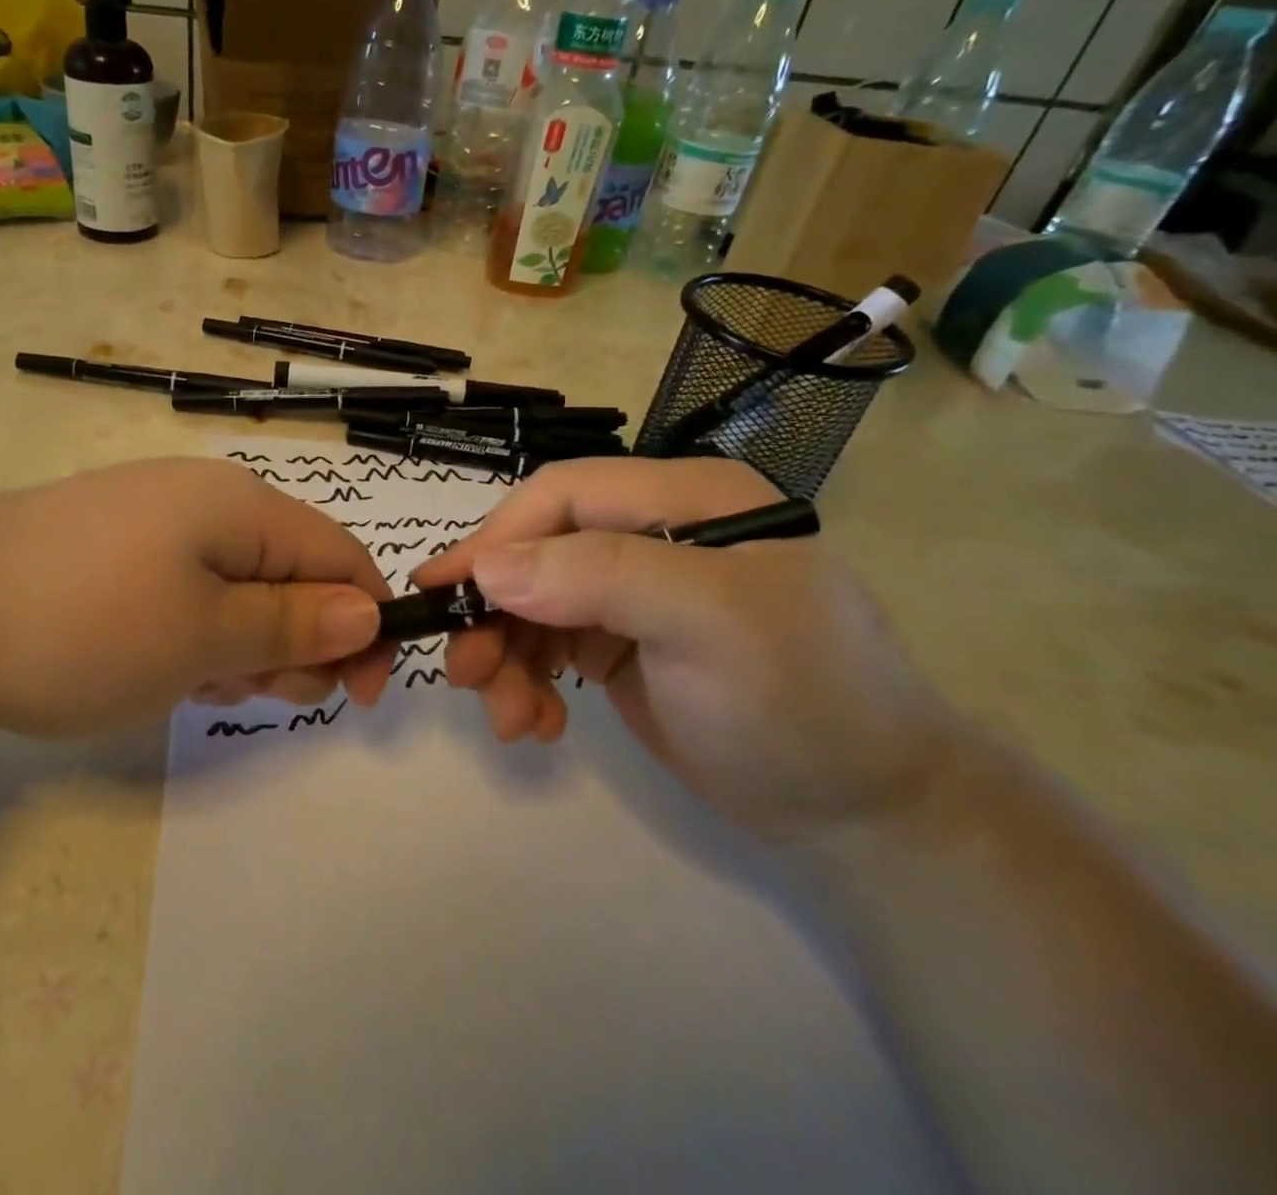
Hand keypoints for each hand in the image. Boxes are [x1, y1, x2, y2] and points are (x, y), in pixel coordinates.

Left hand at [0, 458, 392, 737]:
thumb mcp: (203, 636)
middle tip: (259, 696)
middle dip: (298, 642)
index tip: (359, 695)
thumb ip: (294, 624)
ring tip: (201, 687)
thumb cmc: (82, 623)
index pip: (342, 556)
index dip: (366, 623)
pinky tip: (164, 669)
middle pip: (294, 573)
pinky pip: (190, 591)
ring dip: (246, 645)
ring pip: (241, 588)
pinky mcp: (118, 550)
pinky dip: (198, 636)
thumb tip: (368, 612)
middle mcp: (208, 500)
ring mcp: (157, 523)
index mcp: (242, 505)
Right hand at [411, 458, 955, 843]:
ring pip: (532, 601)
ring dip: (505, 656)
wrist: (866, 813)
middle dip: (495, 612)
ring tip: (508, 718)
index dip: (497, 537)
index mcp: (686, 499)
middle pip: (538, 550)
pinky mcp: (621, 641)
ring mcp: (635, 590)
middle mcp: (655, 532)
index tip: (443, 593)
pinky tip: (537, 722)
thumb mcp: (710, 625)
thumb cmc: (800, 703)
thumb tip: (489, 569)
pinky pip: (547, 643)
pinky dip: (527, 679)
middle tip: (465, 674)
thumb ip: (600, 577)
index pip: (564, 494)